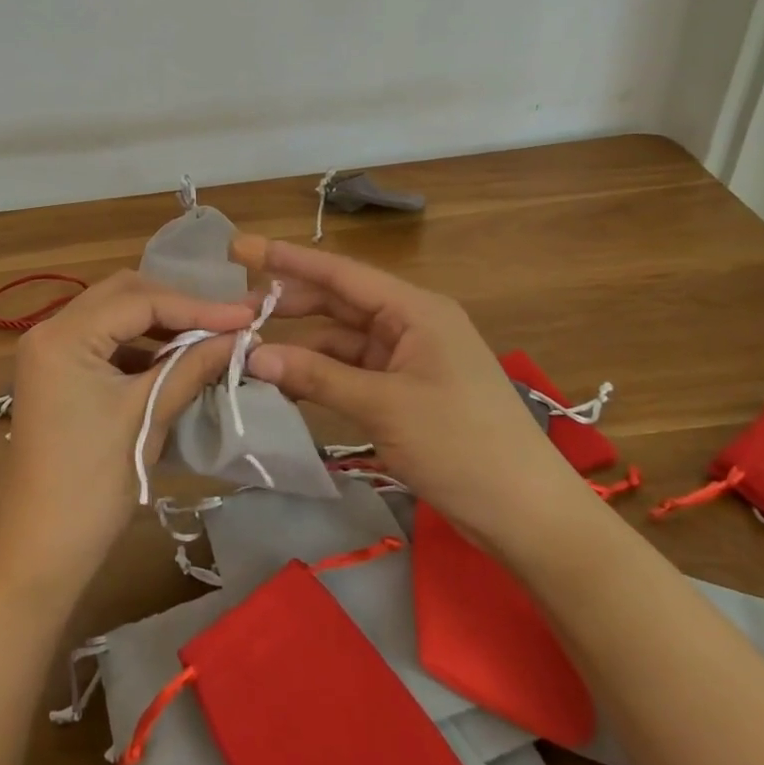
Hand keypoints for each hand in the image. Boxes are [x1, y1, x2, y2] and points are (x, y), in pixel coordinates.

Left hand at [0, 270, 252, 601]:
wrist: (41, 550)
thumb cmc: (93, 483)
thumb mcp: (146, 416)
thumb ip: (192, 366)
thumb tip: (240, 336)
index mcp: (63, 335)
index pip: (139, 301)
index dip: (196, 306)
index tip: (246, 314)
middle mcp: (49, 329)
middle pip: (123, 295)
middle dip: (177, 305)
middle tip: (227, 319)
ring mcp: (49, 351)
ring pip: (113, 314)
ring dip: (159, 323)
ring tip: (208, 335)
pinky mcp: (56, 372)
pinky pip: (103, 341)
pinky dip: (139, 344)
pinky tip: (173, 358)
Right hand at [233, 236, 596, 556]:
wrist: (529, 516)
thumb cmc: (462, 446)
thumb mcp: (383, 407)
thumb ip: (316, 377)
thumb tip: (252, 356)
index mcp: (415, 309)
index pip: (341, 273)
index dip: (288, 259)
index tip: (241, 248)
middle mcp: (410, 324)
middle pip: (337, 302)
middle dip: (287, 304)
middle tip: (233, 309)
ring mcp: (408, 358)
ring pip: (340, 340)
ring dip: (300, 346)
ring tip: (248, 350)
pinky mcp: (405, 391)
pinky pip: (351, 371)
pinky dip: (319, 376)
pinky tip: (285, 383)